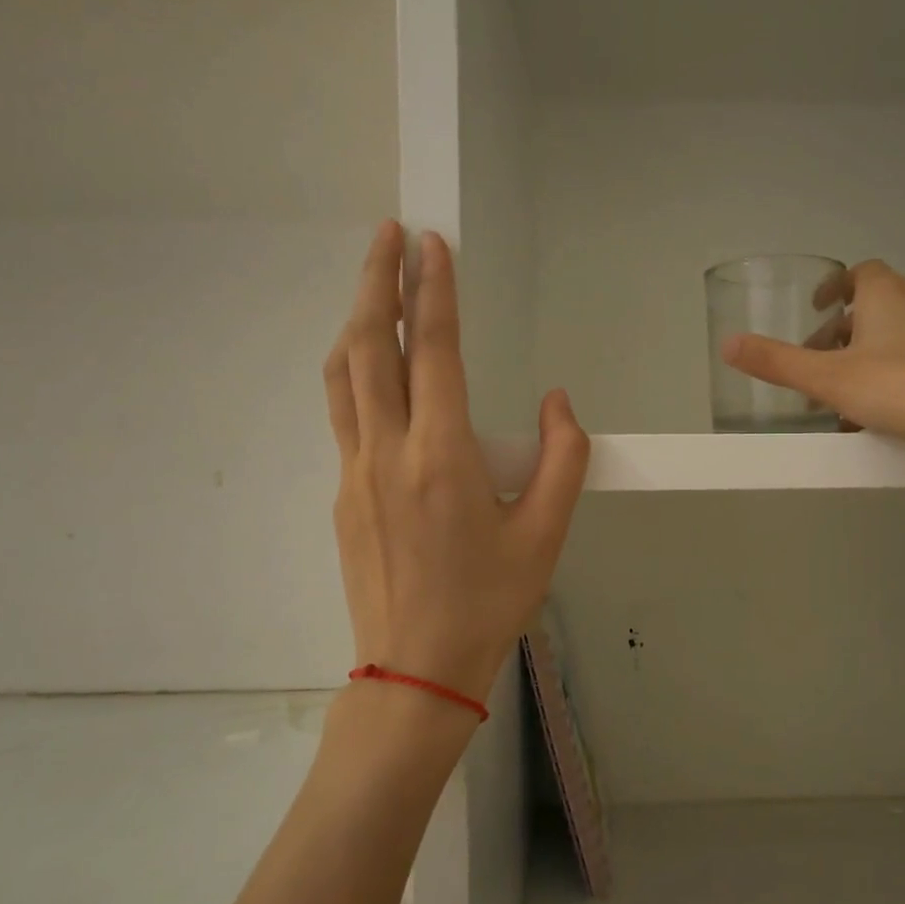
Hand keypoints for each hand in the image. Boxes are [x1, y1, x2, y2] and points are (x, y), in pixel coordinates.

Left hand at [325, 221, 588, 704]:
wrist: (415, 670)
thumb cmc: (489, 603)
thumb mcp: (546, 534)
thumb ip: (562, 459)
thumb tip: (558, 401)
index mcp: (442, 457)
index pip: (432, 351)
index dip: (431, 290)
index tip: (430, 241)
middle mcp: (387, 453)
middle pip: (368, 347)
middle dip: (376, 281)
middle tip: (387, 233)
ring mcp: (355, 474)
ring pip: (342, 377)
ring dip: (354, 321)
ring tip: (371, 283)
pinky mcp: (343, 496)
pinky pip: (342, 415)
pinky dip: (351, 371)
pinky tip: (369, 368)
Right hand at [721, 260, 904, 478]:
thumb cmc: (902, 387)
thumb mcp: (829, 379)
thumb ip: (777, 363)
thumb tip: (726, 343)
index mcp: (887, 293)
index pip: (858, 274)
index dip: (833, 289)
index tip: (816, 310)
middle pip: (874, 308)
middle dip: (841, 336)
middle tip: (818, 368)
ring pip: (896, 337)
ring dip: (865, 360)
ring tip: (844, 400)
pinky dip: (893, 376)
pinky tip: (881, 416)